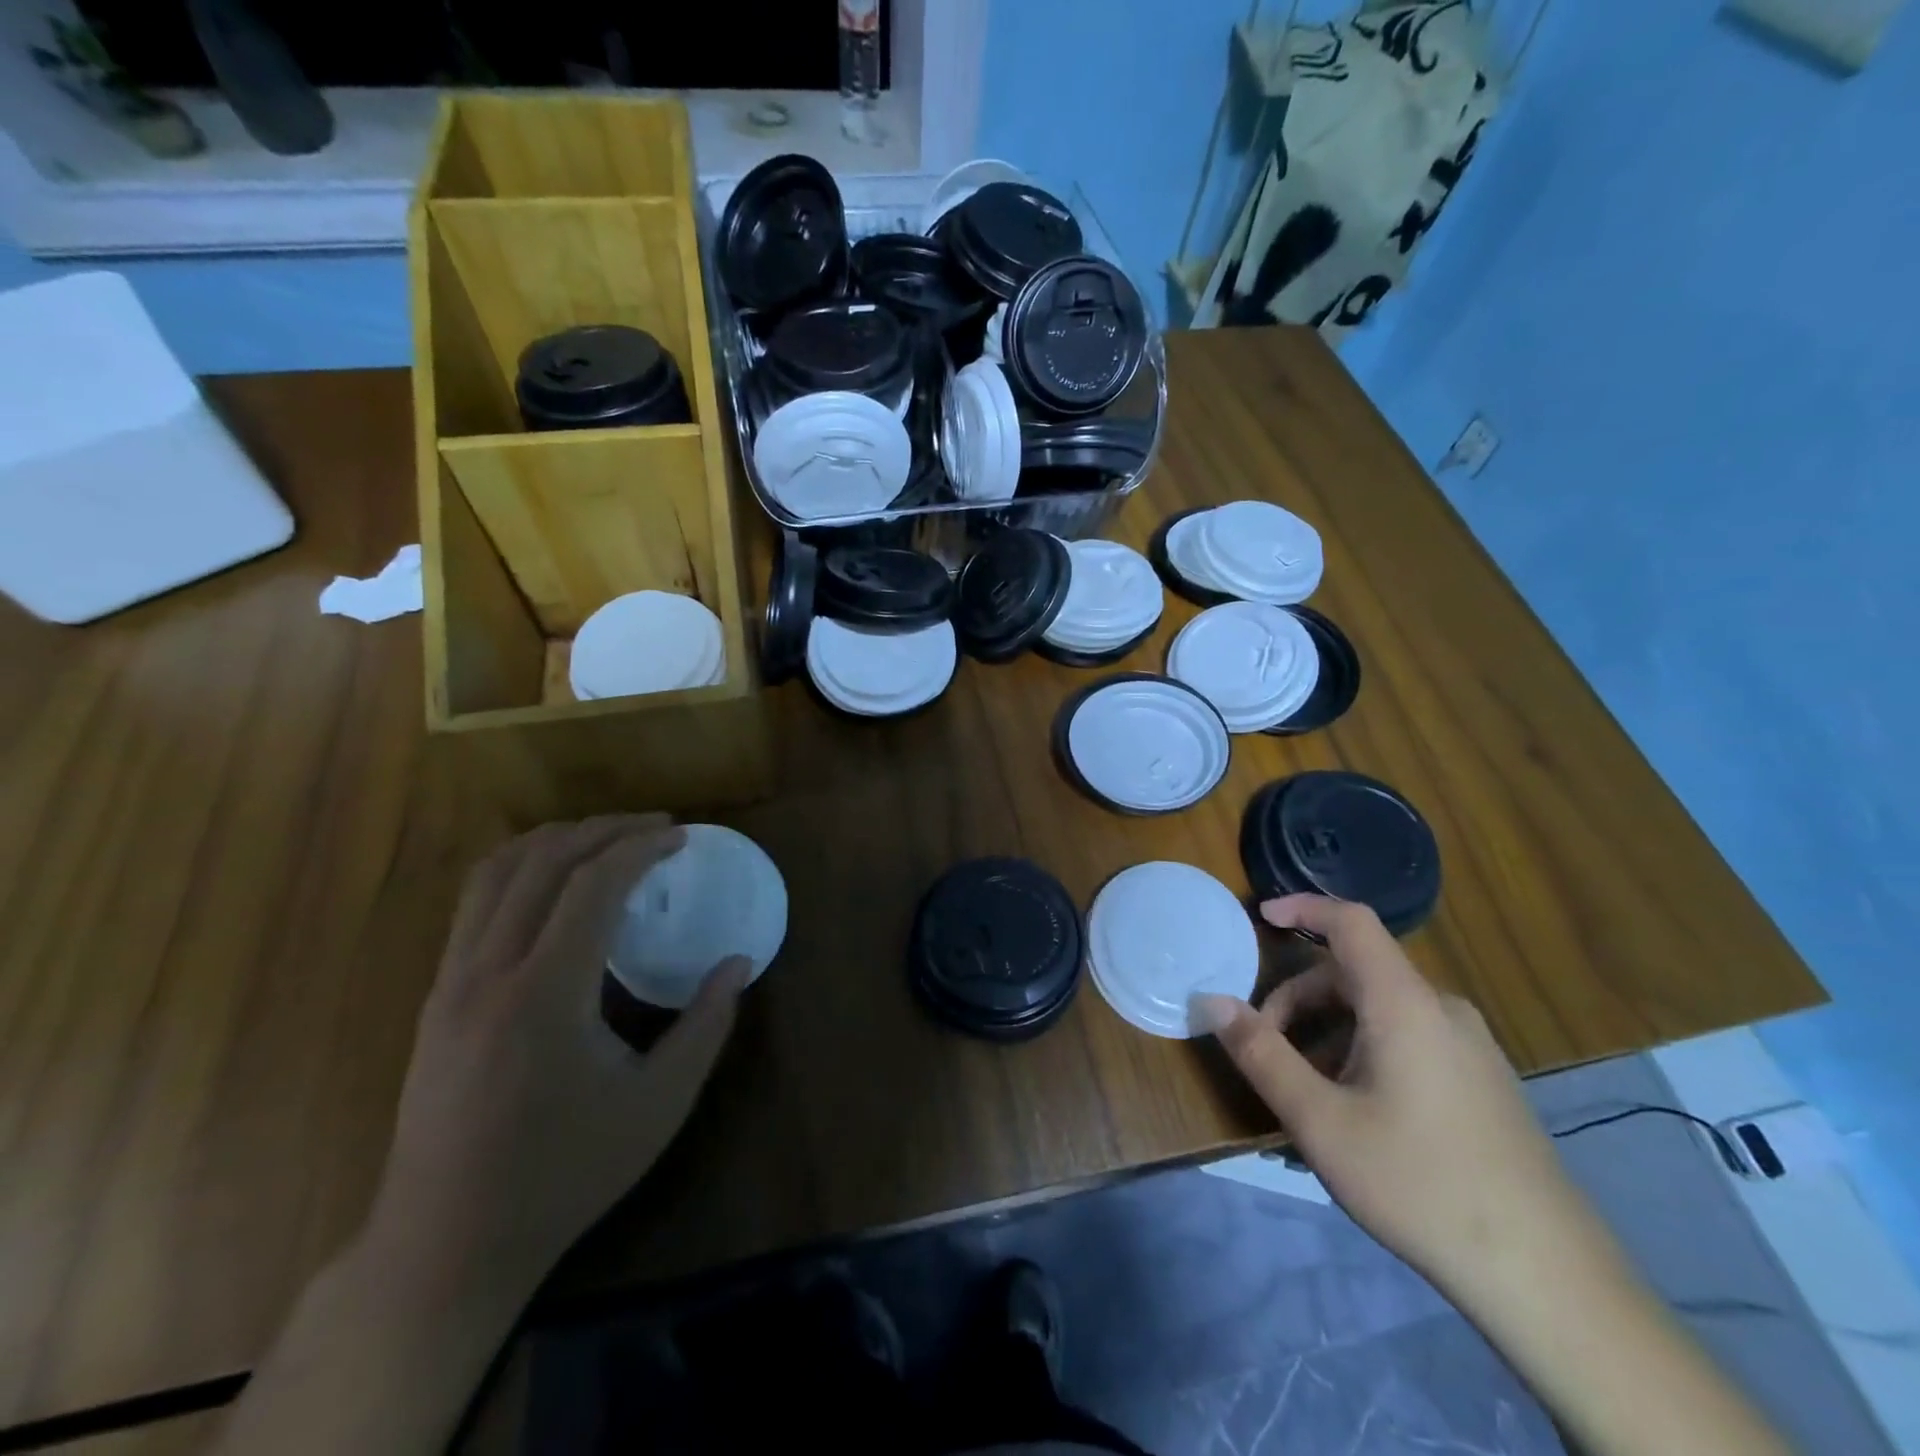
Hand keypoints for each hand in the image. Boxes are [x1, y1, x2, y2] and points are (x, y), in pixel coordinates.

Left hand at [368, 815, 747, 1292]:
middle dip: (605, 830)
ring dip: (558, 840)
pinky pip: (475, 902)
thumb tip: (738, 962)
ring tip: (608, 837)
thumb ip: (706, 1025)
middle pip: (543, 862)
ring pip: (497, 872)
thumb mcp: (659, 1105)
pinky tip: (554, 879)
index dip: (641, 848)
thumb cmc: (564, 1175)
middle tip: (657, 827)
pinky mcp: (437, 996)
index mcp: (545, 995)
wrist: (447, 1243)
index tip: (682, 836)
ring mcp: (451, 982)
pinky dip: (521, 867)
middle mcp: (488, 973)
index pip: (592, 886)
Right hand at [1194, 895, 1583, 1295]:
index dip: (1303, 906)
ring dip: (1328, 1032)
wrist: (1549, 1279)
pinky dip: (1362, 1051)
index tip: (1260, 916)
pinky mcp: (1483, 1081)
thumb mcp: (1320, 1121)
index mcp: (1404, 1003)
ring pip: (1380, 1011)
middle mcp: (1441, 1010)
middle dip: (1299, 1000)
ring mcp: (1470, 1047)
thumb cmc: (1419, 1183)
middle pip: (1355, 974)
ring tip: (1306, 1094)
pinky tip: (1355, 1113)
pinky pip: (1408, 1039)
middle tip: (1266, 1049)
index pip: (1350, 922)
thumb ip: (1261, 1053)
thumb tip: (1213, 1002)